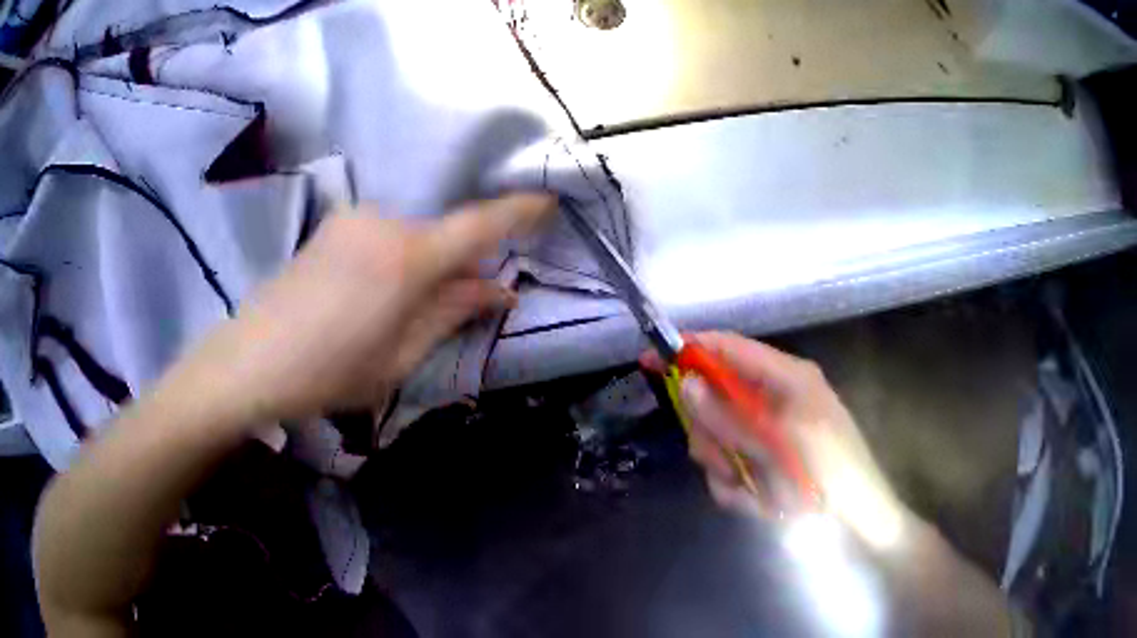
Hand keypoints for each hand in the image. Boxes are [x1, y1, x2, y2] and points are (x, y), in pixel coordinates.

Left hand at [191, 193, 556, 421]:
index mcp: (408, 258)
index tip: (549, 202)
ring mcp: (353, 219)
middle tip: (464, 305)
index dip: (518, 211)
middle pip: (443, 235)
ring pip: (412, 236)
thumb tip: (499, 290)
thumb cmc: (329, 372)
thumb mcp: (399, 357)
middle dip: (461, 265)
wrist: (249, 360)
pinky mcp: (332, 226)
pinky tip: (372, 296)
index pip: (479, 225)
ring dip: (424, 265)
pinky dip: (395, 259)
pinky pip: (383, 235)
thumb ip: (452, 313)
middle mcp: (384, 222)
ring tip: (404, 311)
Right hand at [643, 332, 910, 549]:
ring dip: (724, 465)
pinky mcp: (762, 459)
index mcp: (786, 378)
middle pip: (713, 398)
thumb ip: (731, 416)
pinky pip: (728, 466)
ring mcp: (766, 431)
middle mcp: (773, 398)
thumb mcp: (779, 443)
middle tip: (722, 459)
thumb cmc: (828, 471)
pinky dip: (735, 486)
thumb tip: (687, 383)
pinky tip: (758, 501)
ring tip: (750, 488)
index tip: (651, 357)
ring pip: (715, 438)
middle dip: (711, 432)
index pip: (729, 348)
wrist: (856, 518)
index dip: (690, 349)